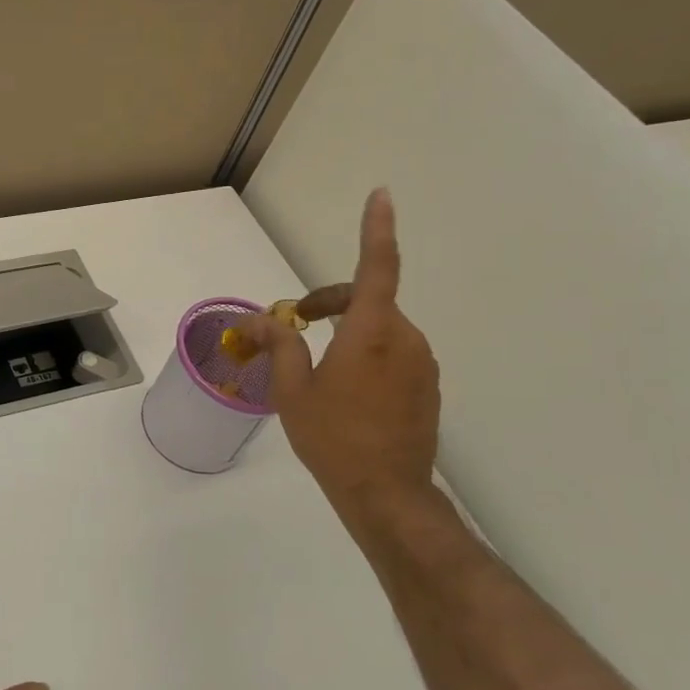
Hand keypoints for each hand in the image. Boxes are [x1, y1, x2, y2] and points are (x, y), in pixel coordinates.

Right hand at [237, 188, 440, 524]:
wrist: (387, 494)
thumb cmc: (333, 438)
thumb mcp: (293, 391)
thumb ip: (281, 345)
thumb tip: (262, 319)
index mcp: (372, 333)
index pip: (378, 267)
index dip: (377, 228)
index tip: (381, 195)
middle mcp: (404, 339)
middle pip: (369, 300)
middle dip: (330, 302)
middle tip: (295, 324)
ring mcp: (421, 364)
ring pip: (381, 328)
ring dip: (348, 330)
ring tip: (315, 365)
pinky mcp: (427, 386)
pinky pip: (394, 353)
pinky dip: (367, 353)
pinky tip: (345, 388)